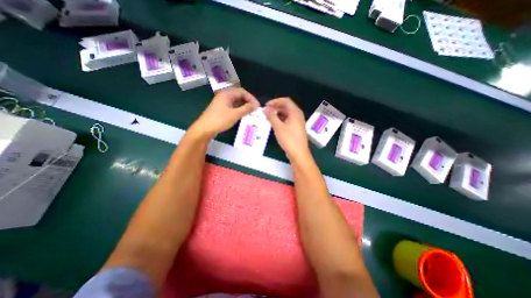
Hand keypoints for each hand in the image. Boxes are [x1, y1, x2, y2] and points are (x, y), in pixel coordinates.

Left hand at [191, 88, 258, 137]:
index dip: (251, 98)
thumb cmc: (220, 120)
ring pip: (236, 102)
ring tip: (251, 113)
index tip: (257, 106)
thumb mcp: (235, 114)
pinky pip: (233, 107)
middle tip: (255, 109)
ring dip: (244, 106)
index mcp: (227, 94)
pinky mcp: (221, 109)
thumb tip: (256, 105)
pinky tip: (243, 115)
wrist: (205, 129)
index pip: (242, 92)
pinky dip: (239, 110)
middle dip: (248, 102)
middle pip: (239, 95)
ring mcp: (222, 103)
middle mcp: (224, 96)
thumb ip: (246, 109)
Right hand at [263, 96, 308, 161]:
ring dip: (277, 114)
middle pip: (286, 106)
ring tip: (268, 117)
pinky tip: (274, 123)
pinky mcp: (296, 128)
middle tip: (266, 112)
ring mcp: (298, 122)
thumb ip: (271, 116)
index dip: (275, 101)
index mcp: (295, 112)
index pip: (285, 100)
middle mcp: (298, 115)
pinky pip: (288, 120)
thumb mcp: (278, 127)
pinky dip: (281, 119)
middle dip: (275, 107)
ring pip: (287, 114)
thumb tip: (265, 109)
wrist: (298, 153)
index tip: (266, 106)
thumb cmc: (289, 139)